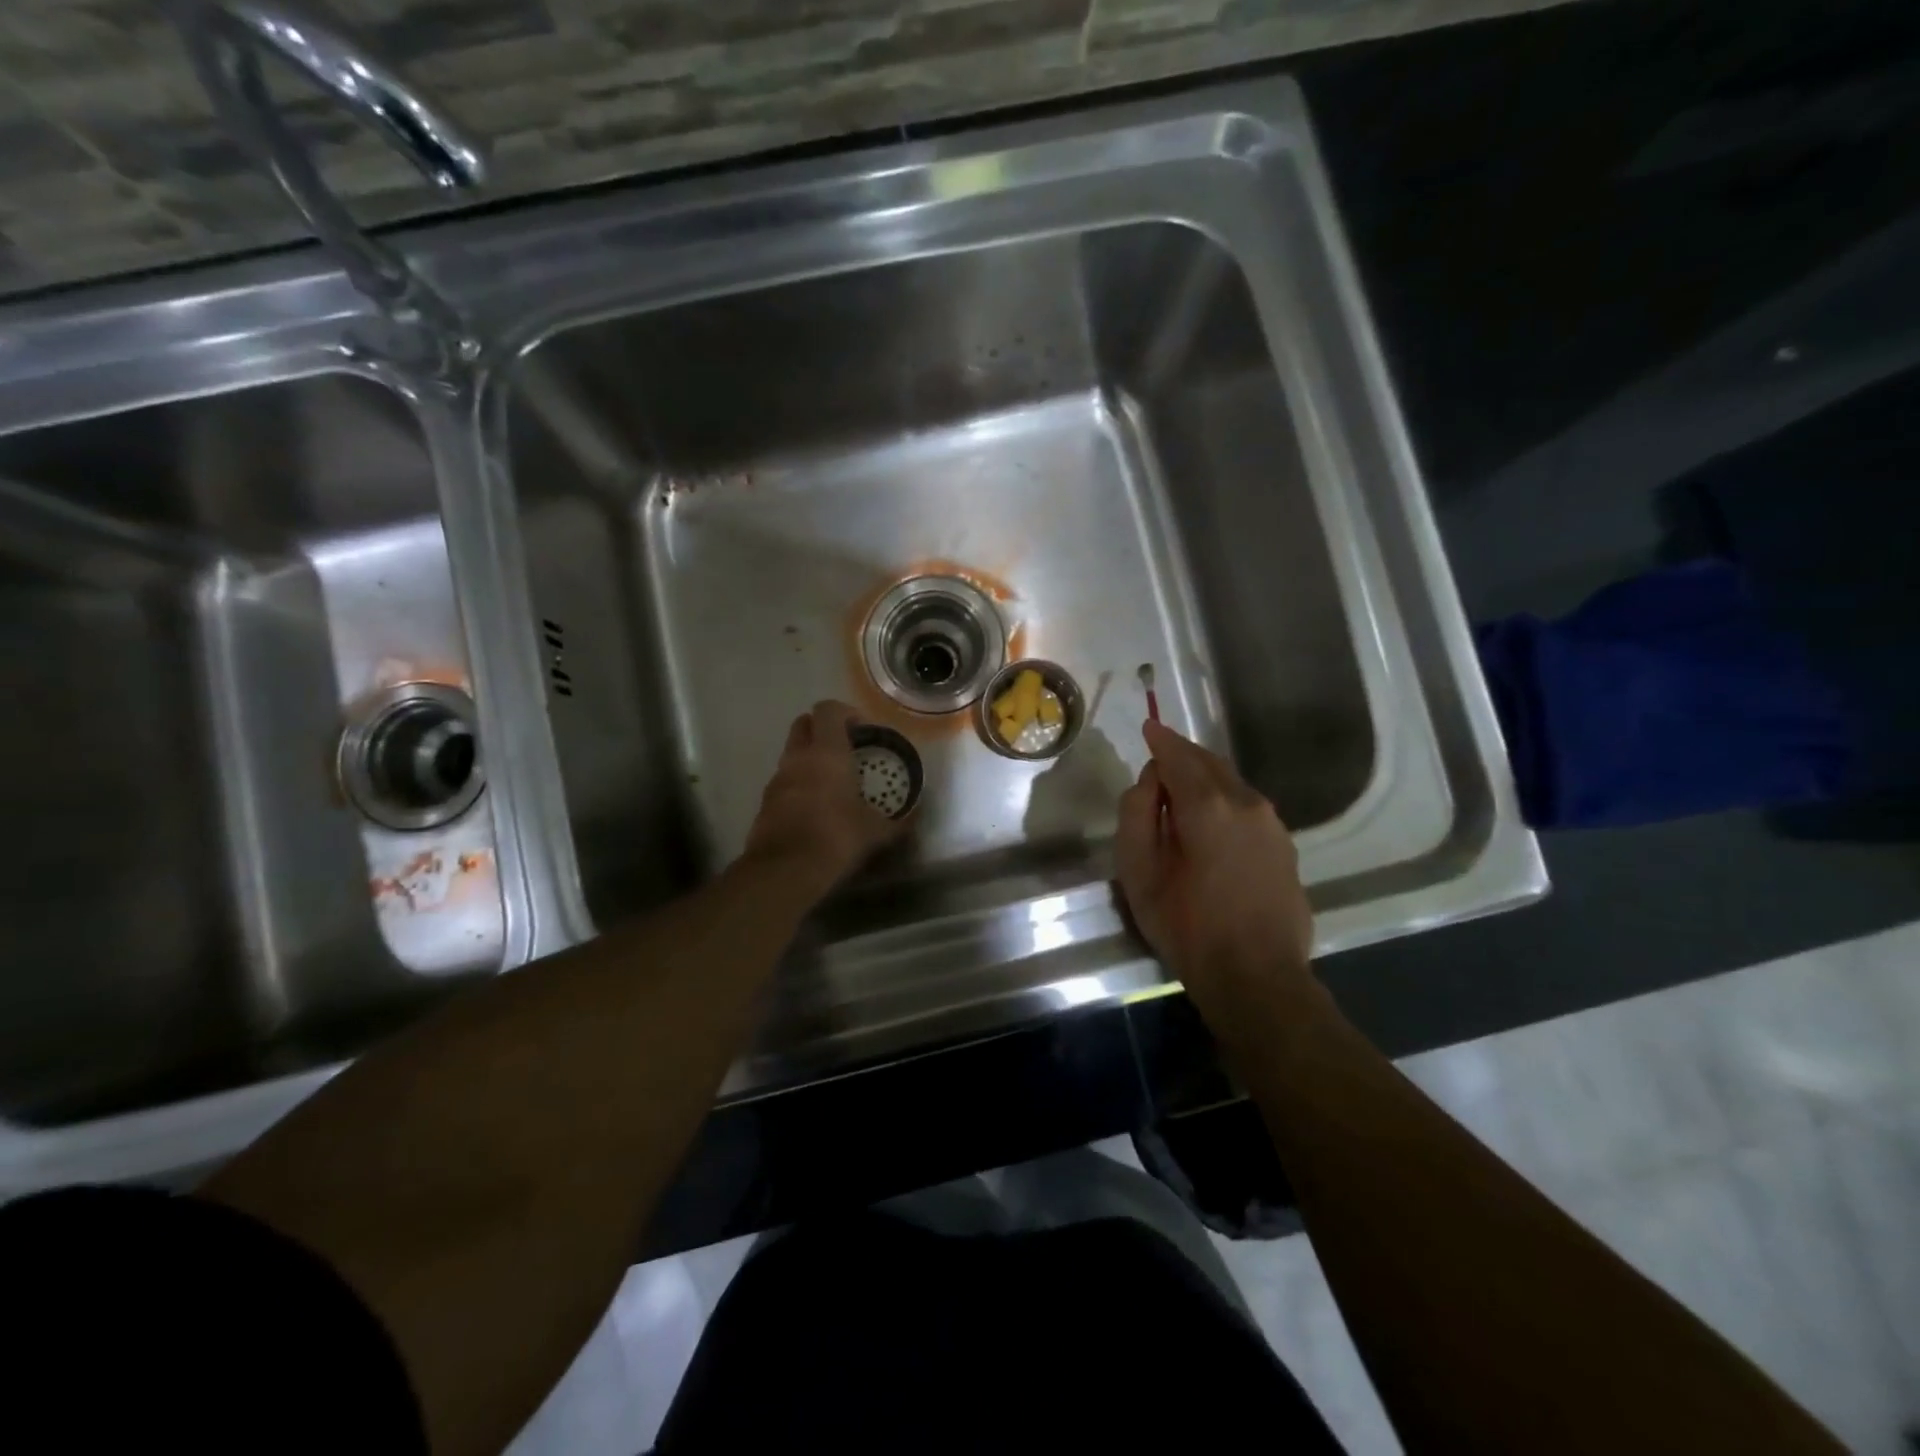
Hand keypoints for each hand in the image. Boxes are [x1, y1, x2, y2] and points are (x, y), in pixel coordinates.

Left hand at [742, 700, 903, 898]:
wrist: (785, 870)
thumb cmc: (836, 837)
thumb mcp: (876, 831)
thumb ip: (898, 821)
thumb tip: (916, 815)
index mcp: (827, 752)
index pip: (828, 709)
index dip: (846, 713)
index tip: (862, 731)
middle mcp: (798, 757)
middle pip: (803, 723)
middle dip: (822, 729)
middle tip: (845, 750)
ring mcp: (777, 778)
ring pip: (792, 753)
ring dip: (809, 758)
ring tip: (832, 782)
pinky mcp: (765, 802)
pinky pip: (784, 780)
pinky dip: (798, 784)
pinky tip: (815, 807)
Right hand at [1115, 719, 1314, 1026]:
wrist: (1257, 978)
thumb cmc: (1187, 926)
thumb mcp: (1139, 872)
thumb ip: (1137, 814)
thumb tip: (1151, 780)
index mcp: (1208, 805)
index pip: (1179, 756)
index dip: (1161, 740)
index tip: (1148, 726)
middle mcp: (1247, 803)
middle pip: (1210, 763)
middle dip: (1182, 755)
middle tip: (1159, 758)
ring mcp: (1273, 824)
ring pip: (1232, 784)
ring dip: (1204, 779)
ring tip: (1180, 793)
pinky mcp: (1285, 846)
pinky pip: (1247, 807)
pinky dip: (1224, 801)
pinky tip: (1210, 825)